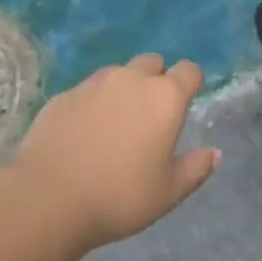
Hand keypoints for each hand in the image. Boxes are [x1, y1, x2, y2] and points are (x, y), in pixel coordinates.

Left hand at [8, 54, 218, 253]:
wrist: (47, 198)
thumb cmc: (119, 196)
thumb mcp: (168, 193)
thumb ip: (196, 169)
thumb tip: (214, 153)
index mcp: (164, 98)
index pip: (188, 70)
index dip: (191, 83)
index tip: (187, 102)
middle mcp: (131, 80)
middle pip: (152, 62)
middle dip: (156, 79)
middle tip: (151, 113)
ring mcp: (93, 84)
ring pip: (118, 73)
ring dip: (124, 88)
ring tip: (116, 123)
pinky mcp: (63, 96)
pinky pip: (87, 90)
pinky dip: (93, 103)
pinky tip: (84, 133)